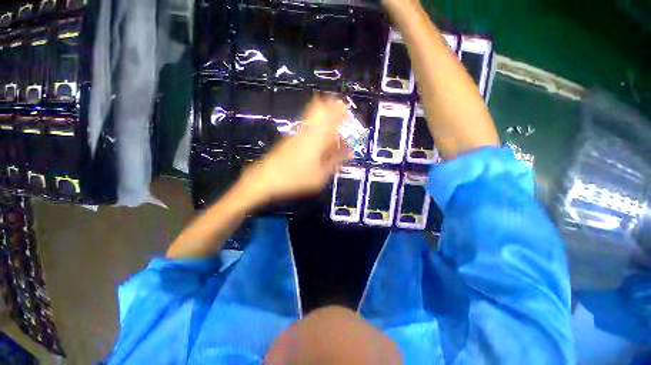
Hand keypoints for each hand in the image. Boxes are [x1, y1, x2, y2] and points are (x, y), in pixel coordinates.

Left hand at [240, 96, 351, 205]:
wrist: (267, 177)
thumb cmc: (295, 178)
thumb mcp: (320, 175)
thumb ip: (335, 161)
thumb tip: (348, 152)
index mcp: (316, 138)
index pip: (331, 115)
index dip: (341, 111)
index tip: (349, 115)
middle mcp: (307, 130)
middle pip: (320, 107)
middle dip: (333, 107)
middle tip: (342, 117)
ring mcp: (299, 133)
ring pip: (314, 115)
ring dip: (326, 117)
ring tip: (334, 130)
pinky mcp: (293, 137)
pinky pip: (309, 125)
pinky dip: (319, 127)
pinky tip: (322, 141)